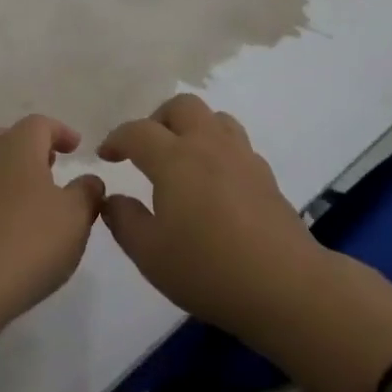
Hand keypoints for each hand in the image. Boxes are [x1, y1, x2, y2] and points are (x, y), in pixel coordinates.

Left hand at [0, 115, 104, 381]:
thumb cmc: (31, 242)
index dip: (59, 131)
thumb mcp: (76, 218)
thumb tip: (89, 180)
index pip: (39, 124)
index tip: (75, 147)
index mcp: (19, 149)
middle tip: (47, 165)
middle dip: (26, 146)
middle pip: (3, 137)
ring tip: (14, 191)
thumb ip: (87, 192)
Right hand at [100, 94, 391, 391]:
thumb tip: (112, 198)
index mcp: (174, 158)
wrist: (284, 286)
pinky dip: (217, 147)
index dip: (117, 138)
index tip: (106, 155)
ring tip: (182, 157)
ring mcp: (241, 156)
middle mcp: (208, 145)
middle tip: (146, 149)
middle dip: (157, 120)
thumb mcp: (150, 254)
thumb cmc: (208, 269)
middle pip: (181, 106)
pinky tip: (214, 180)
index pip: (138, 131)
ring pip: (214, 117)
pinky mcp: (265, 174)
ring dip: (191, 127)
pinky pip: (236, 142)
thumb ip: (124, 220)